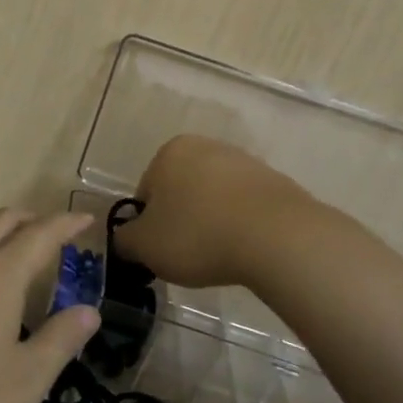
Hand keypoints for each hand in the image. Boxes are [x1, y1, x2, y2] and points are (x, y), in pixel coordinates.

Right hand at [113, 135, 315, 288]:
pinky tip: (246, 250)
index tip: (161, 251)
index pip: (146, 193)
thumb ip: (124, 240)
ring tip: (219, 256)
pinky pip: (246, 208)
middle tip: (187, 255)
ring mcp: (245, 162)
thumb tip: (124, 239)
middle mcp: (206, 146)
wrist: (278, 238)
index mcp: (169, 152)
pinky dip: (241, 226)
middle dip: (181, 221)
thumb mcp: (145, 246)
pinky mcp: (276, 182)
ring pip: (214, 199)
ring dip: (211, 223)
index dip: (149, 226)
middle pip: (181, 191)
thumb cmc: (198, 235)